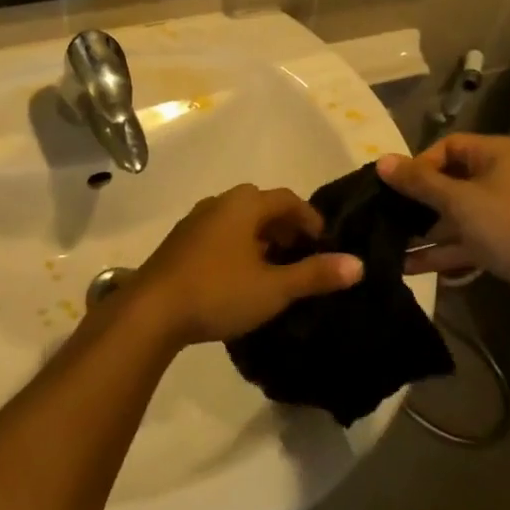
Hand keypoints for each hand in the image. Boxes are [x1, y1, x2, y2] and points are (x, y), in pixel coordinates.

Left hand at [129, 185, 361, 347]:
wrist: (152, 310)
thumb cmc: (218, 291)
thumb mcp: (273, 288)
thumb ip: (315, 275)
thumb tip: (357, 264)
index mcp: (243, 204)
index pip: (287, 199)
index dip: (310, 219)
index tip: (325, 244)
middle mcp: (219, 202)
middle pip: (261, 205)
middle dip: (285, 227)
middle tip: (302, 255)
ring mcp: (196, 221)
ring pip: (238, 220)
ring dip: (260, 237)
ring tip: (275, 269)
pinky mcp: (180, 242)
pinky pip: (219, 234)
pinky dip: (238, 246)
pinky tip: (240, 277)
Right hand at [380, 135, 509, 318]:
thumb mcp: (460, 200)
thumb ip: (419, 182)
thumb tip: (382, 161)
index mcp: (497, 154)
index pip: (448, 146)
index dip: (420, 164)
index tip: (396, 187)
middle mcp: (504, 177)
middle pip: (451, 182)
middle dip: (419, 203)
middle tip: (387, 217)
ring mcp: (508, 213)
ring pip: (458, 217)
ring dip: (427, 233)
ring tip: (390, 248)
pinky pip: (470, 241)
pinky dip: (446, 252)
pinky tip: (413, 268)